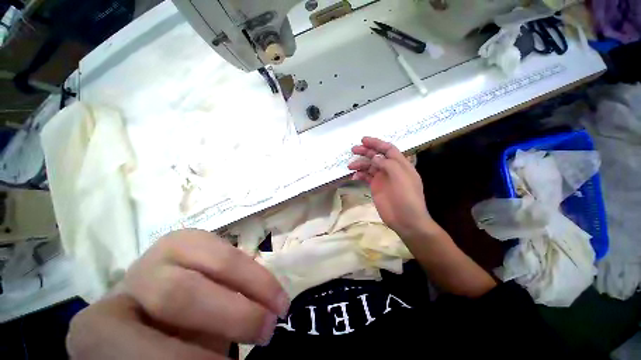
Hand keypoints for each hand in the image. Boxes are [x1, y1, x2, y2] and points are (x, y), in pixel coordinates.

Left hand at [67, 230, 288, 359]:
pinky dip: (253, 271)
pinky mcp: (195, 238)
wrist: (154, 306)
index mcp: (102, 324)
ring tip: (280, 304)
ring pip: (216, 260)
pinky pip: (230, 251)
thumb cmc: (160, 342)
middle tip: (269, 329)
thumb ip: (187, 357)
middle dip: (234, 314)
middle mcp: (131, 280)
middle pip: (180, 293)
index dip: (184, 359)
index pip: (132, 344)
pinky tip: (266, 286)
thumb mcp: (169, 357)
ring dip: (255, 284)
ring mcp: (164, 250)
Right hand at [348, 137, 436, 238]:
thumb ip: (388, 164)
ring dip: (360, 164)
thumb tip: (374, 157)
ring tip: (350, 166)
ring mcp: (382, 179)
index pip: (388, 149)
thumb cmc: (407, 197)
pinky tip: (354, 176)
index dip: (376, 143)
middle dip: (365, 151)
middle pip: (377, 156)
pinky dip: (360, 175)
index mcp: (400, 164)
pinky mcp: (376, 187)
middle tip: (353, 149)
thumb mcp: (401, 177)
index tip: (363, 140)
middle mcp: (391, 169)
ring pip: (370, 166)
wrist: (406, 220)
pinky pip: (366, 177)